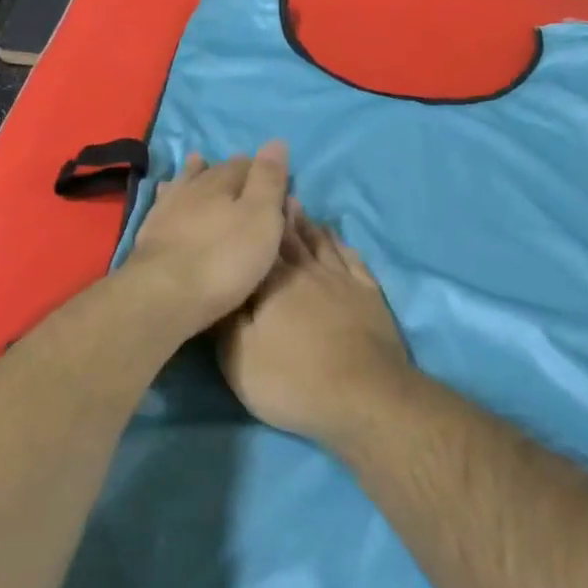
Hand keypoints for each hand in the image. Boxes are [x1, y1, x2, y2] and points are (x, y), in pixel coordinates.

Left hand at [122, 142, 290, 334]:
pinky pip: (163, 203)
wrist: (164, 295)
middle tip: (244, 173)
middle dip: (231, 171)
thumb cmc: (224, 259)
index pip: (246, 165)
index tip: (275, 178)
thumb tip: (276, 141)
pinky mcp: (150, 234)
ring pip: (185, 183)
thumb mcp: (261, 219)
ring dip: (195, 174)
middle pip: (215, 172)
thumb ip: (269, 181)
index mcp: (223, 183)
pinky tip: (166, 193)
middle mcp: (193, 189)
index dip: (262, 170)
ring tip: (199, 163)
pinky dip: (170, 194)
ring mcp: (167, 210)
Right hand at [216, 208, 412, 445]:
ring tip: (297, 205)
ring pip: (320, 243)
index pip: (258, 244)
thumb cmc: (292, 379)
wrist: (363, 396)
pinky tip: (336, 238)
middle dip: (279, 214)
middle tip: (272, 191)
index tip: (245, 198)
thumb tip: (218, 285)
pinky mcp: (368, 295)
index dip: (252, 221)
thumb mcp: (239, 358)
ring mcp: (342, 280)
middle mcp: (307, 271)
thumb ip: (226, 318)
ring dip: (307, 223)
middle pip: (291, 237)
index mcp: (272, 283)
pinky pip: (352, 259)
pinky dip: (341, 244)